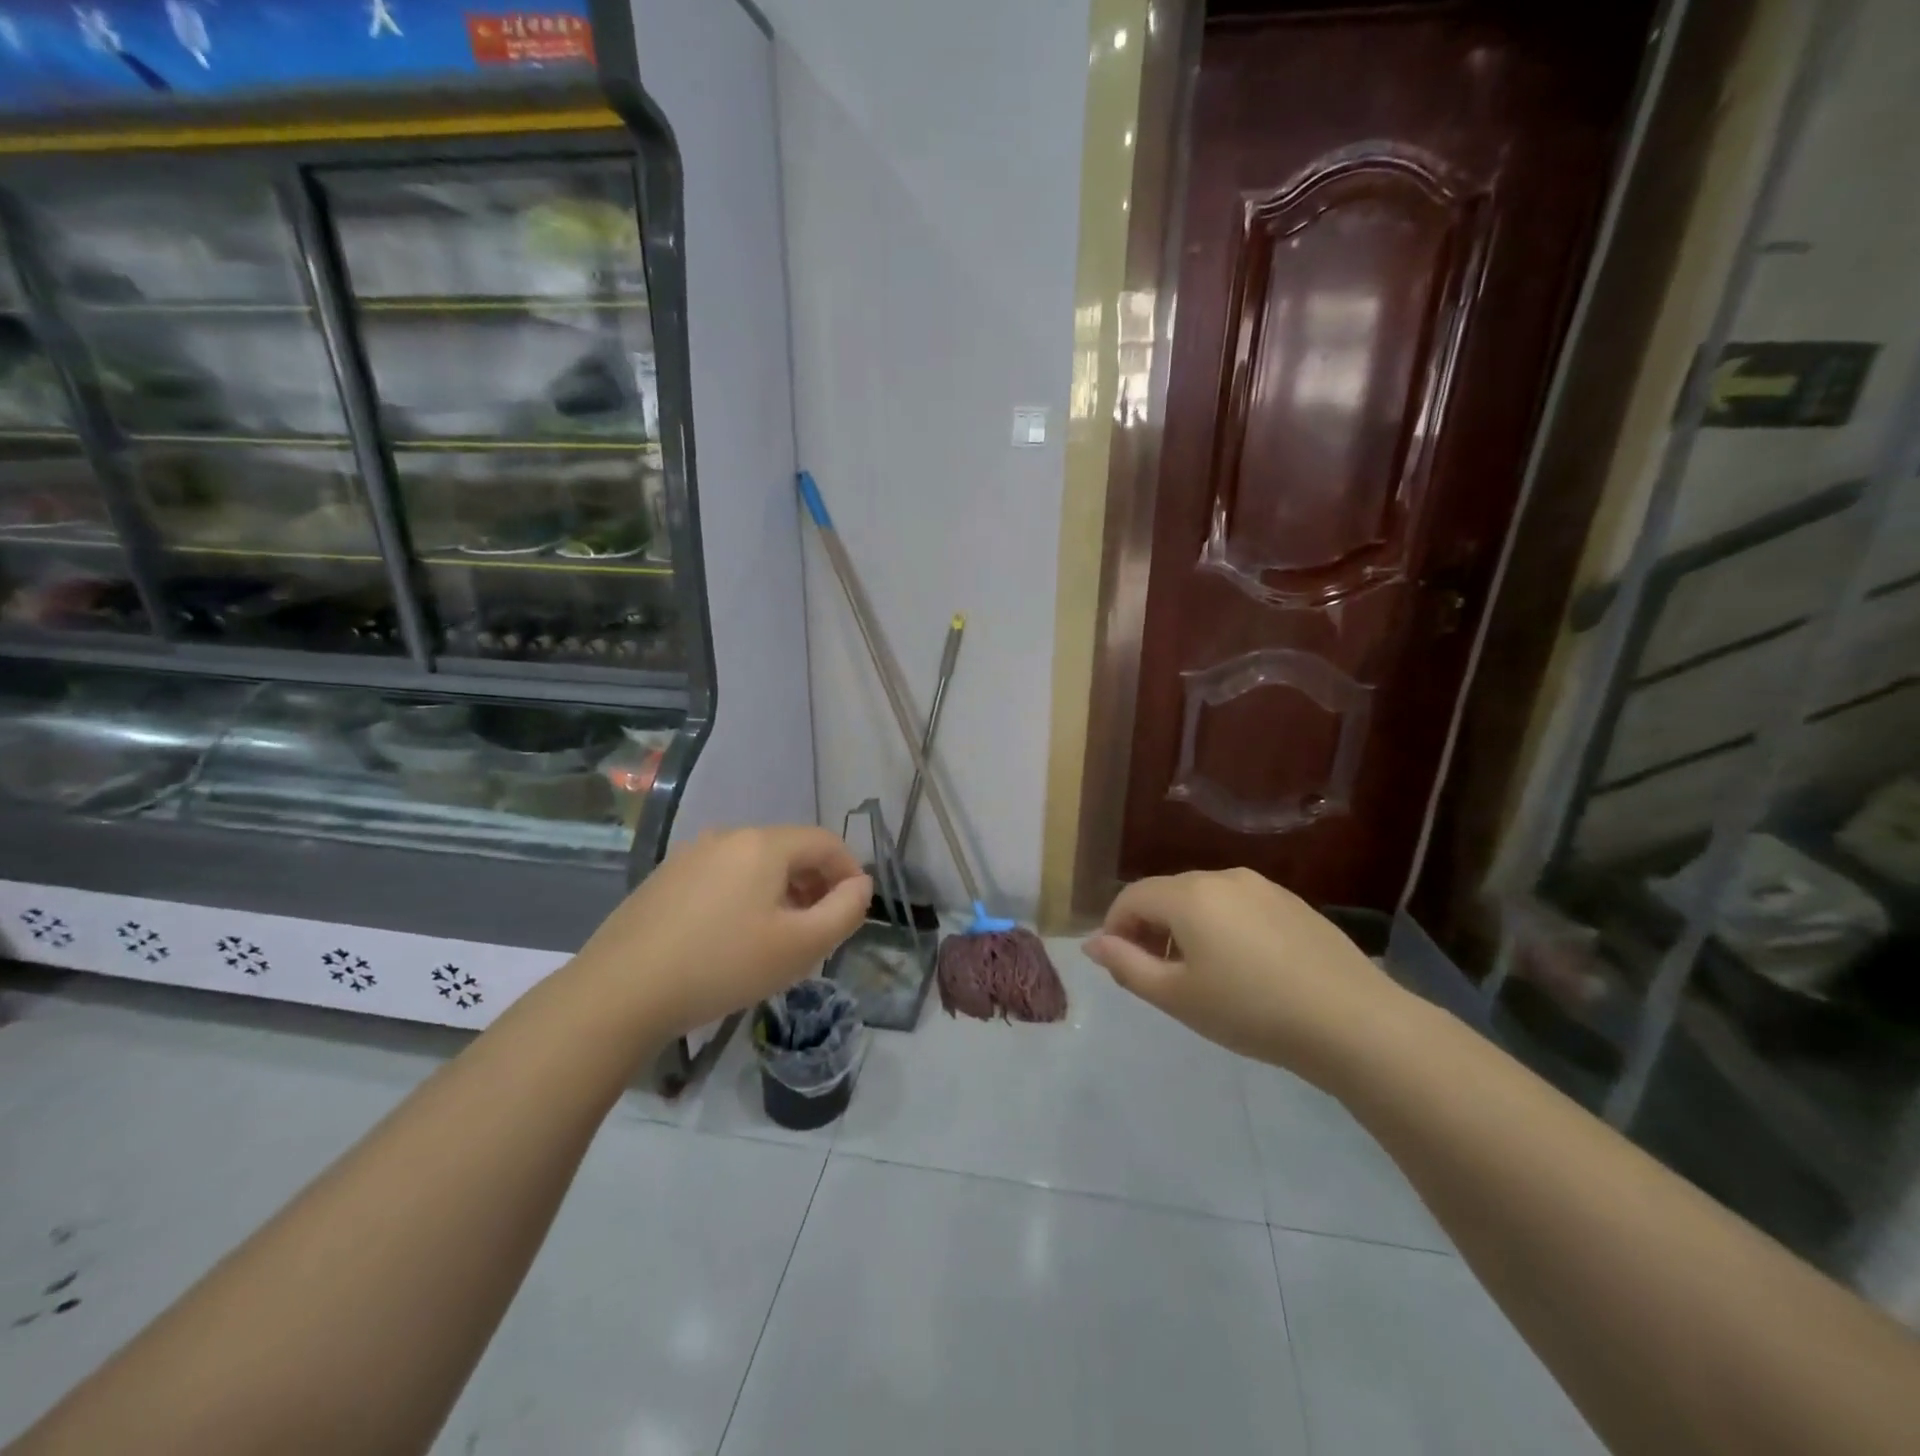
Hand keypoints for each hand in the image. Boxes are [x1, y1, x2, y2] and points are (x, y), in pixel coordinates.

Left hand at [574, 826, 871, 1037]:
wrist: (620, 991)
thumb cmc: (723, 965)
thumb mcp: (800, 946)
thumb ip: (845, 911)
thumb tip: (860, 885)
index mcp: (763, 844)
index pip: (824, 842)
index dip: (849, 871)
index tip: (854, 909)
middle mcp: (727, 836)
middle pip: (789, 850)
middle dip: (815, 884)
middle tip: (820, 929)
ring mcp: (690, 855)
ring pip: (754, 865)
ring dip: (781, 892)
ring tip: (780, 937)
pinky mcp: (665, 879)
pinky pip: (723, 877)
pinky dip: (745, 897)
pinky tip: (733, 938)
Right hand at [1083, 868, 1403, 1079]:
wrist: (1352, 1022)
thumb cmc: (1251, 1011)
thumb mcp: (1177, 997)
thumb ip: (1126, 965)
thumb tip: (1093, 943)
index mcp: (1188, 895)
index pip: (1131, 897)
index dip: (1115, 928)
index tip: (1119, 965)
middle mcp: (1222, 877)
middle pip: (1167, 894)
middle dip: (1150, 928)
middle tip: (1156, 976)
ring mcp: (1262, 887)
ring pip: (1204, 899)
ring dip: (1186, 928)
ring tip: (1200, 975)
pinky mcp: (1292, 903)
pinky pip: (1239, 906)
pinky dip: (1222, 927)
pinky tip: (1243, 968)